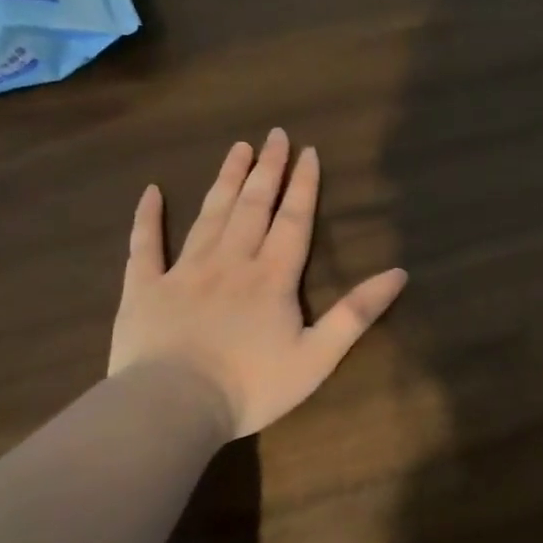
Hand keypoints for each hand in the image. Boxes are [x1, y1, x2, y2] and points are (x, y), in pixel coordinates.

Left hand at [108, 128, 408, 436]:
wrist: (172, 407)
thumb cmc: (252, 386)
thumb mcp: (319, 355)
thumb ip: (357, 313)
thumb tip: (399, 273)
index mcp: (272, 277)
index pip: (293, 220)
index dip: (303, 185)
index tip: (308, 151)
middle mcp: (231, 262)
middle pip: (253, 206)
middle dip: (267, 169)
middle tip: (275, 135)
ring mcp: (183, 271)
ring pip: (209, 215)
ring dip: (226, 180)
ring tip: (237, 149)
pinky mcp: (144, 288)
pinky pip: (143, 245)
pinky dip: (147, 217)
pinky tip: (150, 192)